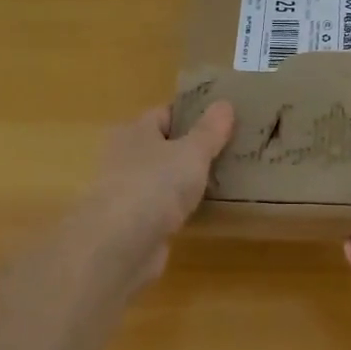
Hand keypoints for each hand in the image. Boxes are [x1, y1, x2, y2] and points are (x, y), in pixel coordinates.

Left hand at [73, 101, 234, 290]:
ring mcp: (129, 194)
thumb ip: (209, 130)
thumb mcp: (191, 152)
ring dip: (187, 182)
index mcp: (135, 132)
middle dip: (192, 149)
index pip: (164, 114)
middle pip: (164, 147)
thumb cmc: (154, 185)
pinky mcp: (135, 226)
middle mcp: (126, 158)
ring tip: (226, 180)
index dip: (191, 114)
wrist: (119, 246)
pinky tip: (207, 212)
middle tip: (230, 150)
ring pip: (165, 180)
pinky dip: (182, 209)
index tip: (222, 119)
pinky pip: (165, 209)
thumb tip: (224, 103)